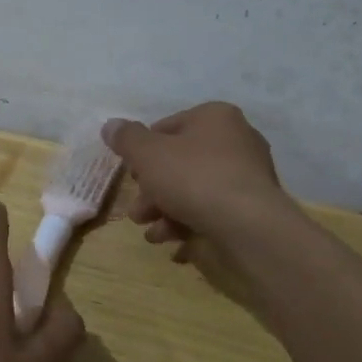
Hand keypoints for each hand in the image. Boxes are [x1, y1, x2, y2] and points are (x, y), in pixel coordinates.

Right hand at [102, 102, 287, 248]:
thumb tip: (111, 125)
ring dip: (165, 211)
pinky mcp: (250, 211)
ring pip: (193, 191)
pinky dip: (189, 226)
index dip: (143, 151)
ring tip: (151, 232)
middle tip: (138, 210)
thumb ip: (127, 139)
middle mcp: (236, 141)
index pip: (168, 127)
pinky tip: (173, 243)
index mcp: (215, 117)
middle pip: (179, 163)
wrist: (247, 228)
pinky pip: (211, 213)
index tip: (132, 175)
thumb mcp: (148, 153)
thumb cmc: (194, 178)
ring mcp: (246, 178)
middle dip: (152, 189)